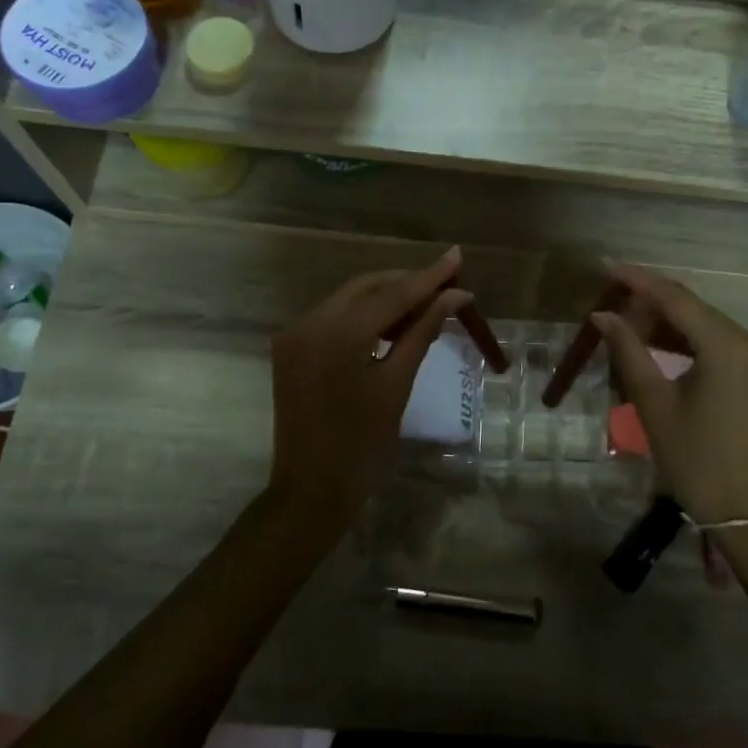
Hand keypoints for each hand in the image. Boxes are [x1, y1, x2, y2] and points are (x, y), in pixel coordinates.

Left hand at [266, 247, 470, 538]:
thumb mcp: (396, 385)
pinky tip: (390, 324)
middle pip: (366, 287)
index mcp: (337, 334)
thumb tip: (455, 296)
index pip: (391, 294)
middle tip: (445, 284)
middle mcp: (309, 323)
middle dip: (405, 283)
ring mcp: (295, 334)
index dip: (428, 277)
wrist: (310, 491)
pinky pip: (333, 318)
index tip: (456, 256)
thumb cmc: (362, 445)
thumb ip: (422, 332)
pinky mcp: (291, 348)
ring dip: (385, 298)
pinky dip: (363, 316)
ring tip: (424, 305)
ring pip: (348, 299)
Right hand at [592, 264, 747, 525]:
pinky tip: (660, 348)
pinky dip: (689, 343)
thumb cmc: (697, 460)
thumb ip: (629, 351)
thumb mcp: (655, 404)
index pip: (676, 298)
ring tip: (627, 327)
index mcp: (728, 346)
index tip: (606, 266)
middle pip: (693, 309)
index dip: (638, 280)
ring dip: (668, 324)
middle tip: (610, 306)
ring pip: (707, 327)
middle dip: (651, 303)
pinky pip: (720, 346)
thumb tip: (603, 315)